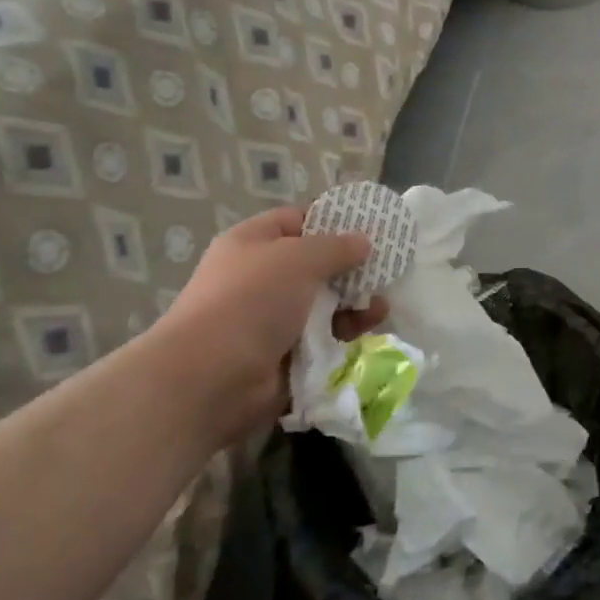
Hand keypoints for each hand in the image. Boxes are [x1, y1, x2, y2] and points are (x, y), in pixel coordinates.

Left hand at [150, 207, 387, 445]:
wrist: (209, 379)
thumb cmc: (251, 301)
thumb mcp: (298, 258)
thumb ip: (336, 246)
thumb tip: (363, 241)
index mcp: (253, 245)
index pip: (297, 221)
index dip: (332, 220)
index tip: (370, 226)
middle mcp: (261, 279)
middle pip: (316, 265)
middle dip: (351, 268)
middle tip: (389, 268)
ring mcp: (272, 320)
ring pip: (324, 305)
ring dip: (354, 304)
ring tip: (382, 306)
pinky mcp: (285, 356)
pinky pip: (324, 339)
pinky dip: (346, 335)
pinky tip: (370, 330)